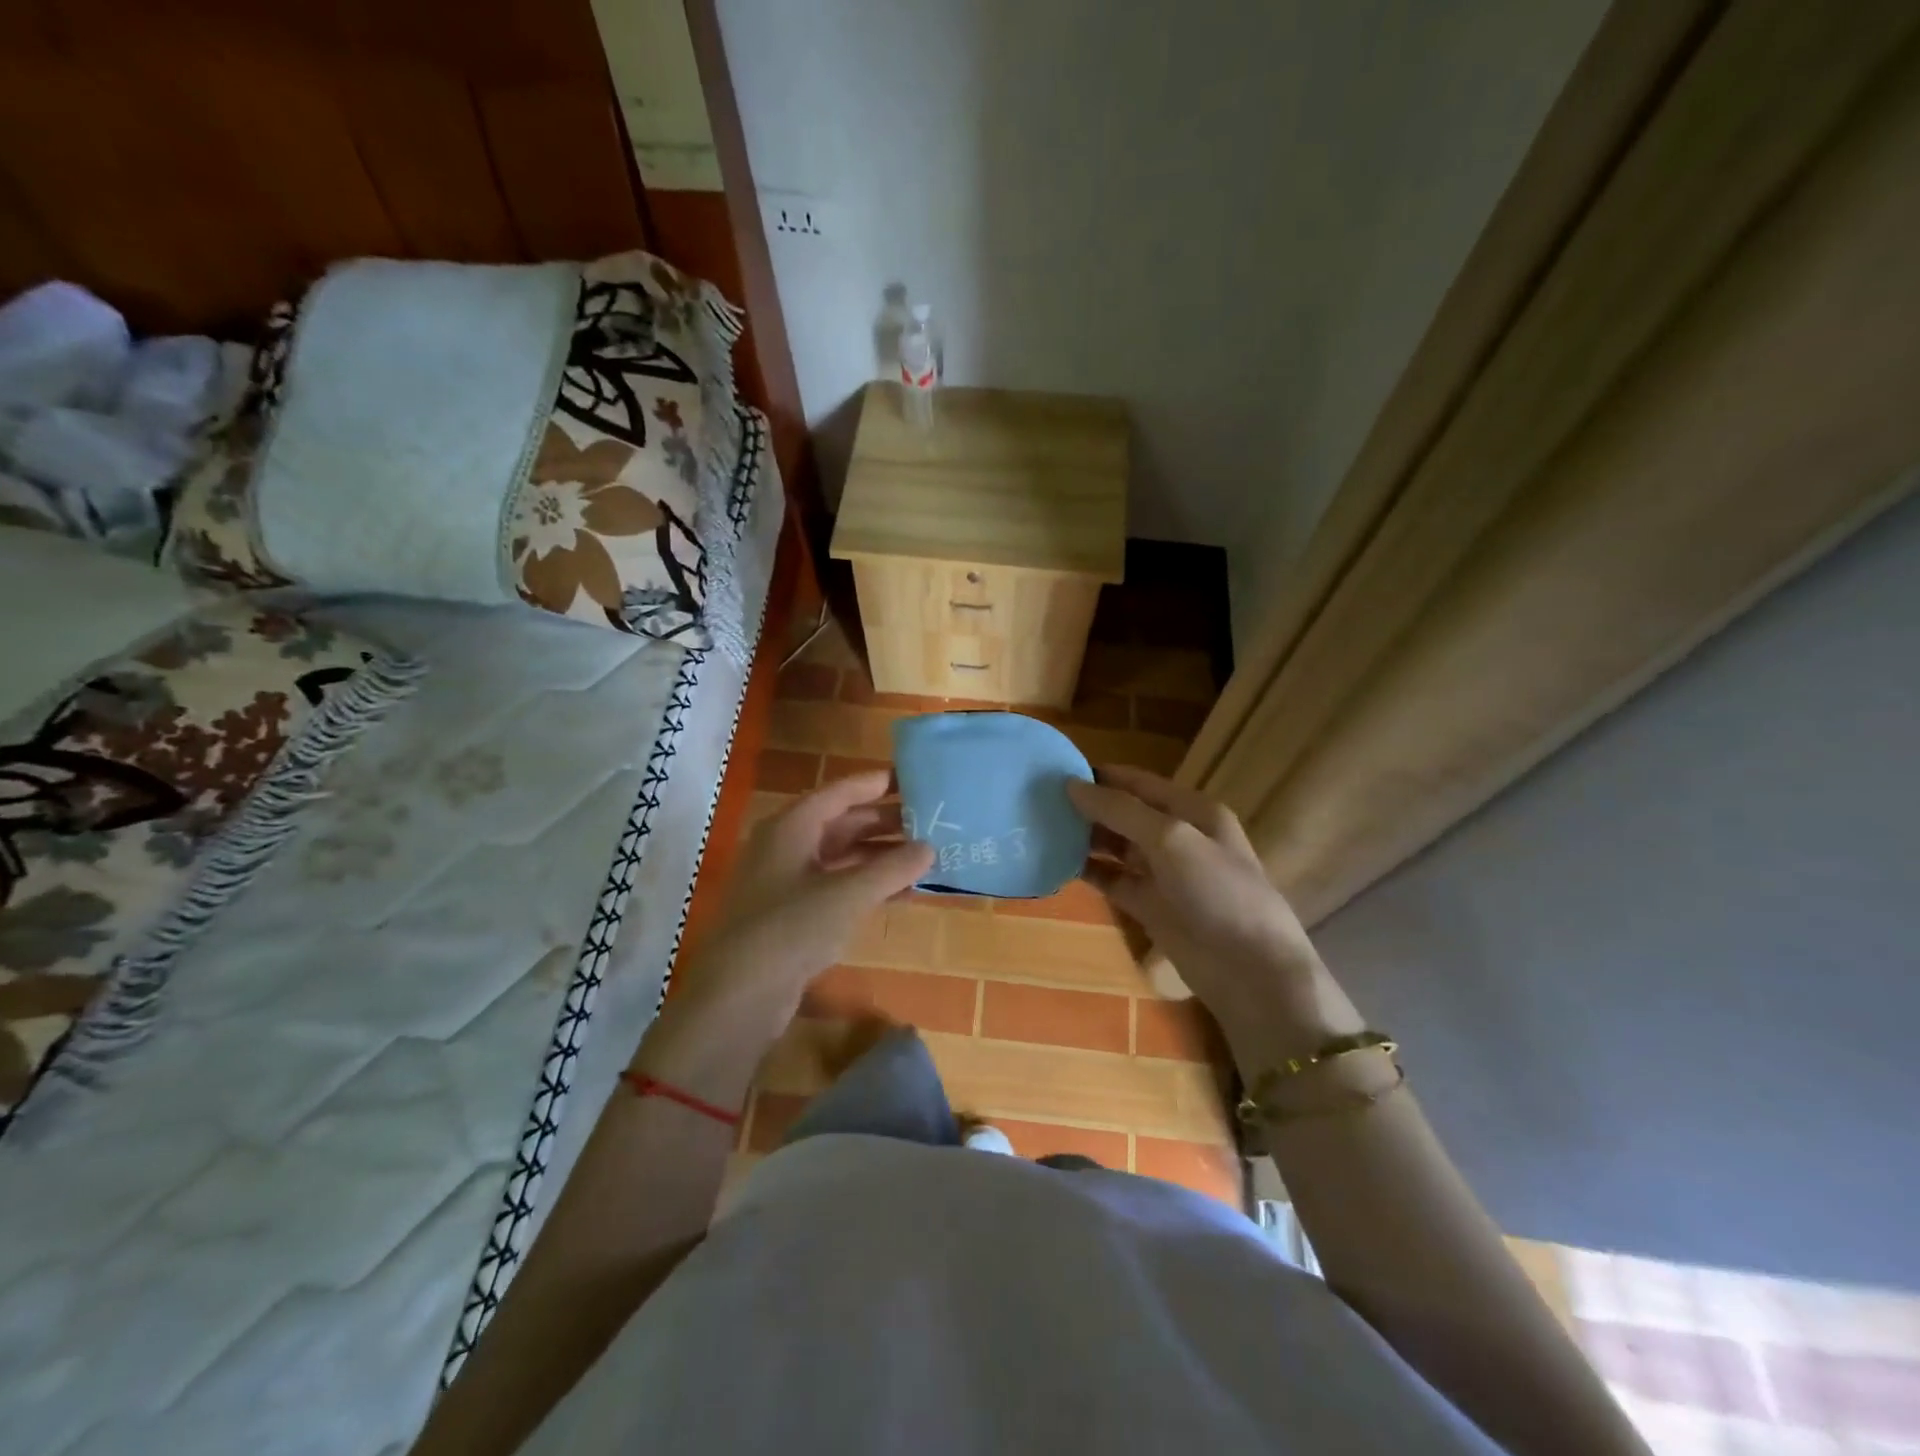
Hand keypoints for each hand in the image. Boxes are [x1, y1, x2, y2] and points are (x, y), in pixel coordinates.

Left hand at [633, 772, 931, 1105]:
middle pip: (840, 823)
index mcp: (790, 827)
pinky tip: (899, 893)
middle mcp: (784, 847)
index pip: (839, 792)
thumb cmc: (790, 929)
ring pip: (839, 857)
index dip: (875, 784)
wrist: (736, 997)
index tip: (912, 779)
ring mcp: (784, 882)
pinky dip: (865, 885)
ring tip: (922, 856)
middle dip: (883, 823)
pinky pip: (834, 887)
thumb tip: (929, 847)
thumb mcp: (848, 895)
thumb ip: (892, 868)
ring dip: (878, 857)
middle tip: (929, 821)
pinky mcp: (788, 915)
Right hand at [1066, 765, 1364, 1075]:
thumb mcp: (1171, 839)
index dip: (1100, 775)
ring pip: (1116, 846)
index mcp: (1192, 811)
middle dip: (1088, 806)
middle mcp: (1177, 837)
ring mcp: (1163, 873)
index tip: (1054, 771)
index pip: (1138, 782)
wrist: (1249, 970)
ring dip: (1085, 838)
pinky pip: (1113, 880)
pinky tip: (1057, 865)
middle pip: (1125, 813)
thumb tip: (1072, 785)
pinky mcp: (1150, 906)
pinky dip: (1089, 871)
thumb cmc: (1218, 892)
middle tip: (1038, 802)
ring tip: (1041, 829)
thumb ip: (1121, 811)